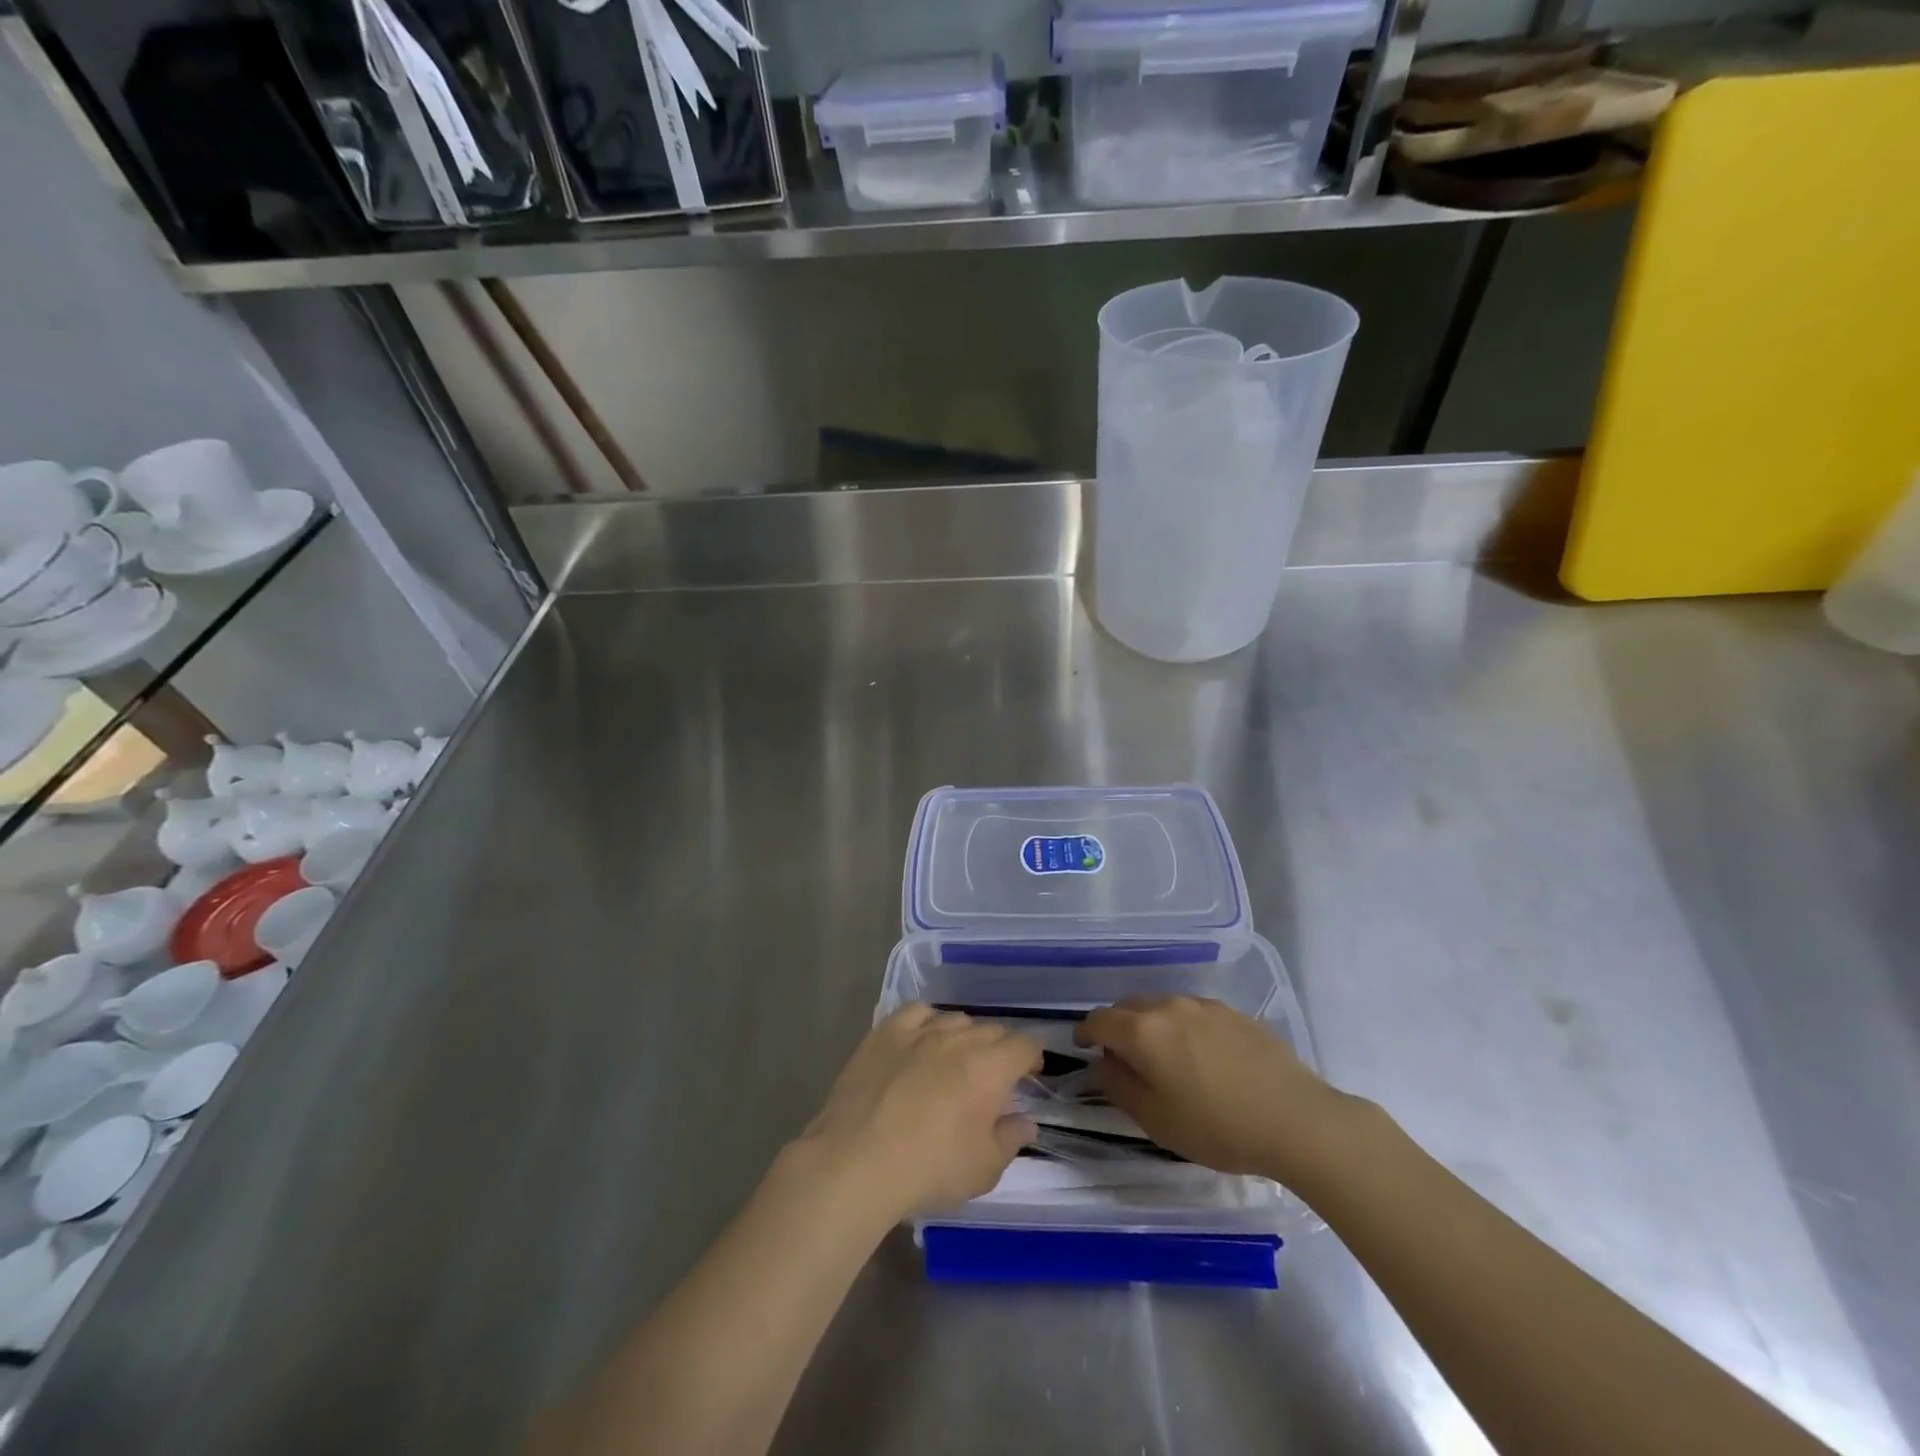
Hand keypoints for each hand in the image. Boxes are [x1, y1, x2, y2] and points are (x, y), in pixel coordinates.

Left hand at [796, 1005, 1040, 1222]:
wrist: (857, 1161)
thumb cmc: (929, 1169)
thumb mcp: (983, 1170)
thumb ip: (1011, 1140)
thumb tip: (1025, 1122)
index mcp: (991, 1068)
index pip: (1024, 1045)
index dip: (1032, 1058)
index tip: (1028, 1077)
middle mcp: (959, 1038)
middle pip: (992, 1029)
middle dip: (1000, 1049)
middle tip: (992, 1078)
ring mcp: (920, 1031)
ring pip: (956, 1019)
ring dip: (965, 1036)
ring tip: (956, 1061)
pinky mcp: (886, 1032)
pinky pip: (917, 1012)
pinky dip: (927, 1021)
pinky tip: (923, 1040)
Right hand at [1075, 996, 1358, 1181]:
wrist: (1297, 1119)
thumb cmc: (1218, 1127)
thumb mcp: (1158, 1120)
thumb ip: (1120, 1087)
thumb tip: (1103, 1065)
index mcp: (1143, 1031)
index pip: (1099, 1020)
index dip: (1085, 1032)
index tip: (1082, 1047)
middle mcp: (1169, 1006)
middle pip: (1128, 1006)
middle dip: (1117, 1027)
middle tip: (1122, 1058)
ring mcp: (1204, 1005)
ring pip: (1162, 1006)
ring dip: (1151, 1025)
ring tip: (1164, 1058)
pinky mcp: (1233, 1012)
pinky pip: (1192, 1013)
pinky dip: (1182, 1027)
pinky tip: (1200, 1057)